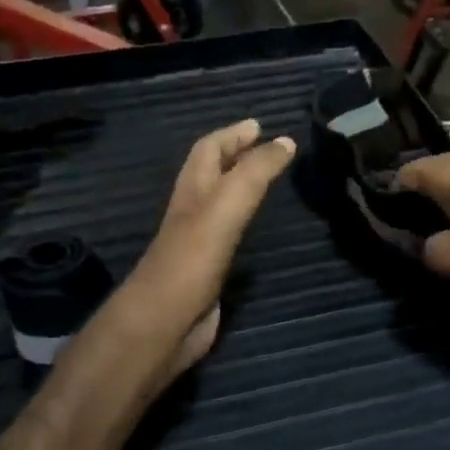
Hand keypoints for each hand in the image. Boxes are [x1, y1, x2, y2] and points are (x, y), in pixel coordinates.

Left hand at [118, 119, 296, 376]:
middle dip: (235, 155)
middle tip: (266, 147)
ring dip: (239, 186)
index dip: (232, 134)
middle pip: (211, 173)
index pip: (209, 149)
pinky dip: (242, 222)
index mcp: (192, 190)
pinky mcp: (207, 271)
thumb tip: (285, 141)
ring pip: (218, 203)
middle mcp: (192, 211)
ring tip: (267, 180)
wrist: (164, 323)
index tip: (259, 125)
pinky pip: (227, 234)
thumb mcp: (226, 205)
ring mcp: (198, 242)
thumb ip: (255, 172)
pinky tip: (257, 229)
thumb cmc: (192, 258)